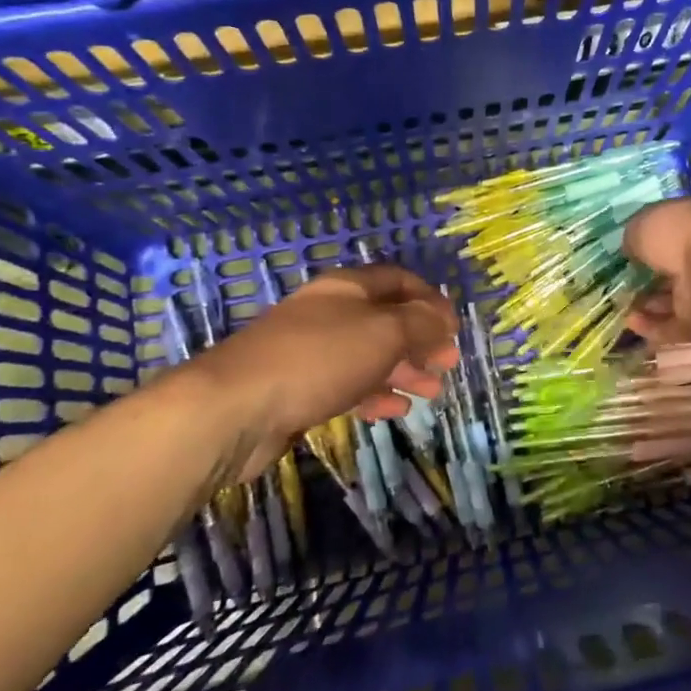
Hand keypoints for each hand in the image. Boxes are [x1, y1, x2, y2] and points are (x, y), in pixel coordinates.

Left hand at [187, 265, 458, 478]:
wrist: (235, 408)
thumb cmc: (319, 358)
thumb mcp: (383, 332)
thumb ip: (420, 323)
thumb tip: (443, 318)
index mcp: (348, 288)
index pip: (399, 281)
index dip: (431, 299)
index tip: (454, 328)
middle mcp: (330, 313)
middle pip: (386, 320)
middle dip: (421, 340)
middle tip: (448, 364)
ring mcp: (312, 352)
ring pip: (369, 355)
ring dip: (404, 370)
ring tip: (432, 392)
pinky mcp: (299, 389)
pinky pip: (348, 385)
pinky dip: (375, 394)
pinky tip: (396, 410)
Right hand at [622, 197, 690, 346]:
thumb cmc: (679, 235)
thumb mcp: (643, 225)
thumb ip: (634, 237)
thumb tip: (632, 248)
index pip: (670, 232)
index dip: (648, 242)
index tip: (626, 252)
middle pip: (671, 269)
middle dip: (646, 278)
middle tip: (620, 283)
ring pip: (672, 299)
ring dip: (646, 304)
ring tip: (621, 305)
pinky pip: (674, 326)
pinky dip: (652, 326)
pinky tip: (631, 322)